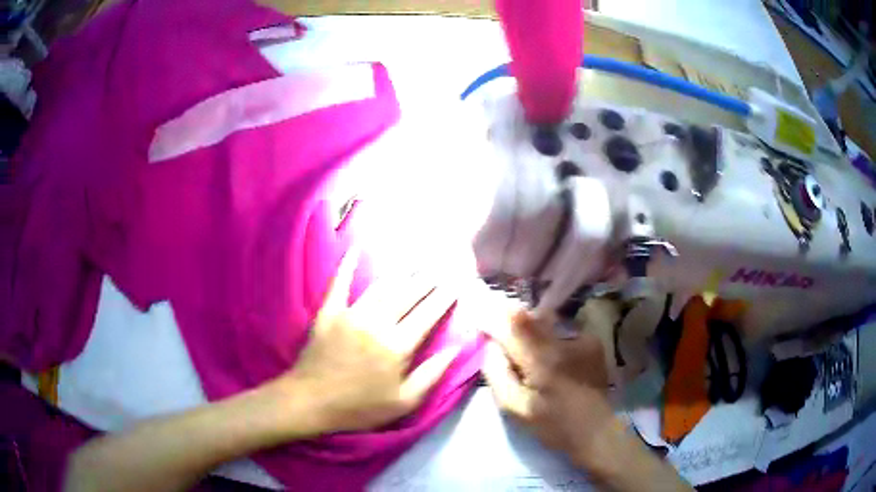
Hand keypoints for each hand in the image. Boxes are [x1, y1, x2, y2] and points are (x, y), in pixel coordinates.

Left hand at [269, 249, 459, 435]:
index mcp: (398, 346)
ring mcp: (351, 314)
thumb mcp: (404, 402)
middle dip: (427, 280)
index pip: (427, 315)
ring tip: (416, 261)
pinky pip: (340, 282)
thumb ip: (432, 374)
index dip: (444, 298)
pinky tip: (356, 247)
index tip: (456, 284)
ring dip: (401, 273)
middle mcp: (377, 323)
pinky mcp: (329, 311)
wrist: (311, 401)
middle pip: (408, 295)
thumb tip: (457, 348)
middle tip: (441, 266)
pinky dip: (348, 264)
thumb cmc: (360, 407)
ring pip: (382, 287)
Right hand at [481, 309, 614, 468]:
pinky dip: (549, 339)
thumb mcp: (514, 407)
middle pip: (530, 317)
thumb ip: (497, 373)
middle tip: (503, 342)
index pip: (514, 322)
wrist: (595, 431)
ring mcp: (583, 338)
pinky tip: (552, 359)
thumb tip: (489, 344)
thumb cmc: (552, 424)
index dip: (495, 316)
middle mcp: (565, 341)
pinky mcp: (592, 341)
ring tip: (529, 356)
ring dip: (531, 332)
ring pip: (545, 322)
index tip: (481, 320)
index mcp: (543, 360)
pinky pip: (561, 331)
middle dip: (511, 324)